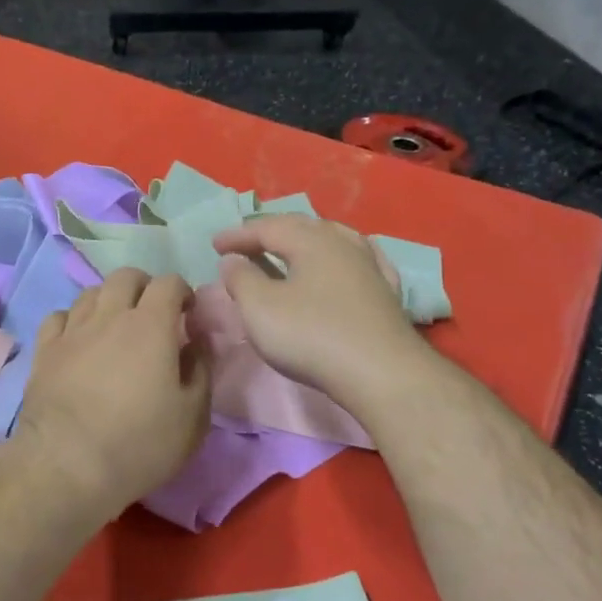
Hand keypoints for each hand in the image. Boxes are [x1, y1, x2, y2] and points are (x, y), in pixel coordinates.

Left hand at [14, 269, 210, 516]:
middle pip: (126, 276)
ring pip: (90, 292)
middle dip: (144, 287)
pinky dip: (74, 320)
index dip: (183, 292)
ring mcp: (72, 331)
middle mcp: (109, 316)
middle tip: (153, 316)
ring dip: (109, 301)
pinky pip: (59, 317)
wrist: (67, 466)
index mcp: (151, 326)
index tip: (187, 315)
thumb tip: (195, 342)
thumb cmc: (140, 444)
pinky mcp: (44, 351)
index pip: (169, 283)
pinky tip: (79, 340)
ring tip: (115, 328)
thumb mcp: (193, 416)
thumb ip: (201, 370)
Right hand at [212, 215, 429, 413]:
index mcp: (311, 241)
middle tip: (247, 243)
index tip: (215, 245)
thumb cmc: (311, 336)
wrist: (381, 373)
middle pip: (302, 227)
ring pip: (334, 240)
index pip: (267, 227)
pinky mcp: (387, 293)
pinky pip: (359, 261)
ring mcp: (370, 267)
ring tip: (289, 249)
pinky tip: (344, 263)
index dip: (238, 235)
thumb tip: (232, 260)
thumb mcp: (260, 308)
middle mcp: (344, 244)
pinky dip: (339, 259)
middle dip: (271, 232)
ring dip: (306, 242)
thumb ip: (241, 278)